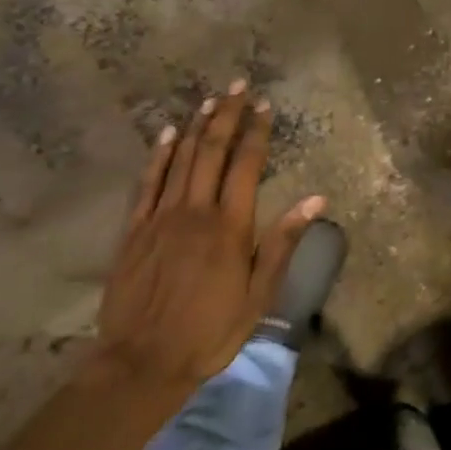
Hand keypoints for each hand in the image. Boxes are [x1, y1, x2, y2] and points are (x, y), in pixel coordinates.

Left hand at [93, 83, 322, 392]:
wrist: (141, 364)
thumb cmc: (210, 331)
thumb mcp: (259, 294)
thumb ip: (283, 242)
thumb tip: (316, 199)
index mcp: (229, 226)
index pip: (246, 164)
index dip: (256, 131)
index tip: (264, 105)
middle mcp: (195, 211)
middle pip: (212, 151)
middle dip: (226, 115)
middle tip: (237, 85)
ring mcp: (160, 218)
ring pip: (181, 160)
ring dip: (197, 126)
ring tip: (210, 99)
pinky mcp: (134, 231)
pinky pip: (147, 183)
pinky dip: (158, 155)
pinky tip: (167, 134)